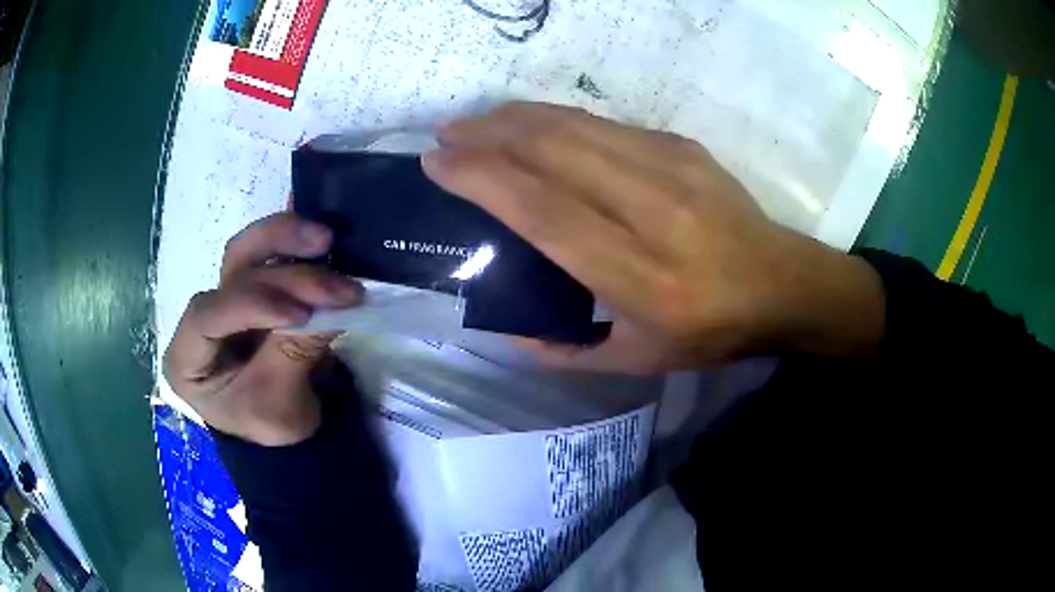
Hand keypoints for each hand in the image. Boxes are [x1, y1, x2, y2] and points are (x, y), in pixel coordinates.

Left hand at [163, 213, 362, 444]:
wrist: (284, 437)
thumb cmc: (269, 430)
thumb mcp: (279, 406)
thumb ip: (295, 354)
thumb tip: (332, 307)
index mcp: (188, 357)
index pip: (206, 317)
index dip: (250, 305)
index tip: (298, 314)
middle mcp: (204, 316)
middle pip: (231, 272)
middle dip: (281, 269)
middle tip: (331, 278)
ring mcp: (230, 297)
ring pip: (250, 250)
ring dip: (289, 240)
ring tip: (329, 242)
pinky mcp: (257, 287)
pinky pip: (273, 253)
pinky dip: (297, 242)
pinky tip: (320, 234)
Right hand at [423, 102, 884, 372]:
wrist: (782, 284)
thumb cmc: (711, 331)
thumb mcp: (637, 362)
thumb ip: (565, 352)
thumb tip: (508, 331)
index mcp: (641, 277)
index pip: (545, 212)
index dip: (484, 180)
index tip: (439, 163)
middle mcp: (655, 212)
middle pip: (554, 152)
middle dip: (488, 135)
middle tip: (446, 133)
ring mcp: (673, 169)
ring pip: (577, 127)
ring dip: (516, 118)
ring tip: (476, 122)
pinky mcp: (683, 147)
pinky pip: (604, 124)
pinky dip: (555, 119)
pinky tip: (531, 124)